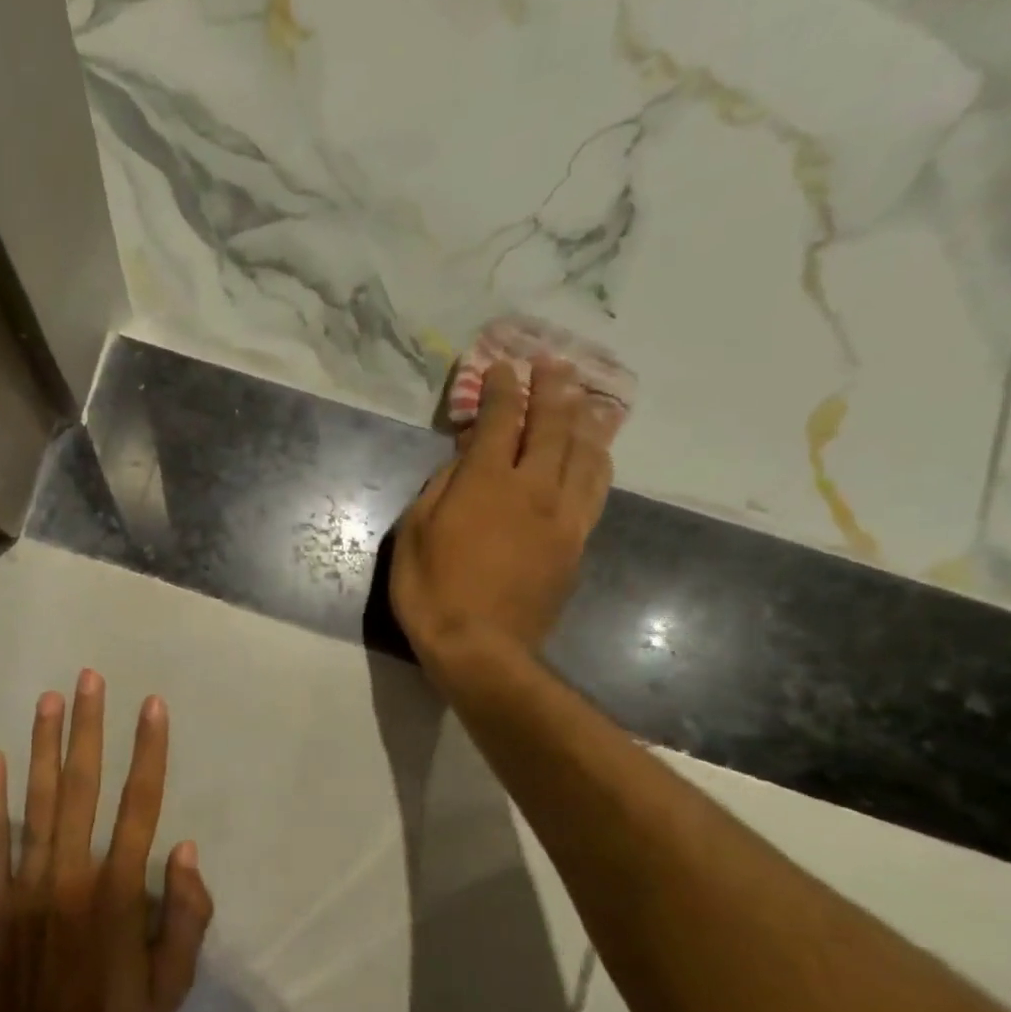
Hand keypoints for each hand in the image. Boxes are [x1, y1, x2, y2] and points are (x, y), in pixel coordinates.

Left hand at [0, 671, 212, 1011]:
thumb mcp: (173, 984)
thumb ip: (186, 914)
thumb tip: (183, 848)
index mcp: (119, 891)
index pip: (140, 804)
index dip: (148, 752)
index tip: (151, 707)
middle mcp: (73, 873)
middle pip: (84, 786)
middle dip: (89, 728)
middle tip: (90, 679)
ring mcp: (28, 884)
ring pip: (38, 800)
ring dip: (45, 746)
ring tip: (49, 699)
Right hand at [390, 357, 619, 678]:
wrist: (481, 649)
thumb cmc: (432, 591)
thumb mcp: (413, 534)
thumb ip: (439, 488)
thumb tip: (463, 462)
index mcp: (486, 482)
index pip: (499, 420)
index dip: (502, 389)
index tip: (503, 366)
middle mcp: (532, 488)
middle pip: (552, 426)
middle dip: (553, 388)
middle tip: (555, 362)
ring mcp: (561, 517)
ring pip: (584, 455)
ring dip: (585, 420)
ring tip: (587, 399)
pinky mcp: (575, 544)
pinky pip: (594, 492)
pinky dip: (596, 464)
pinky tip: (597, 454)